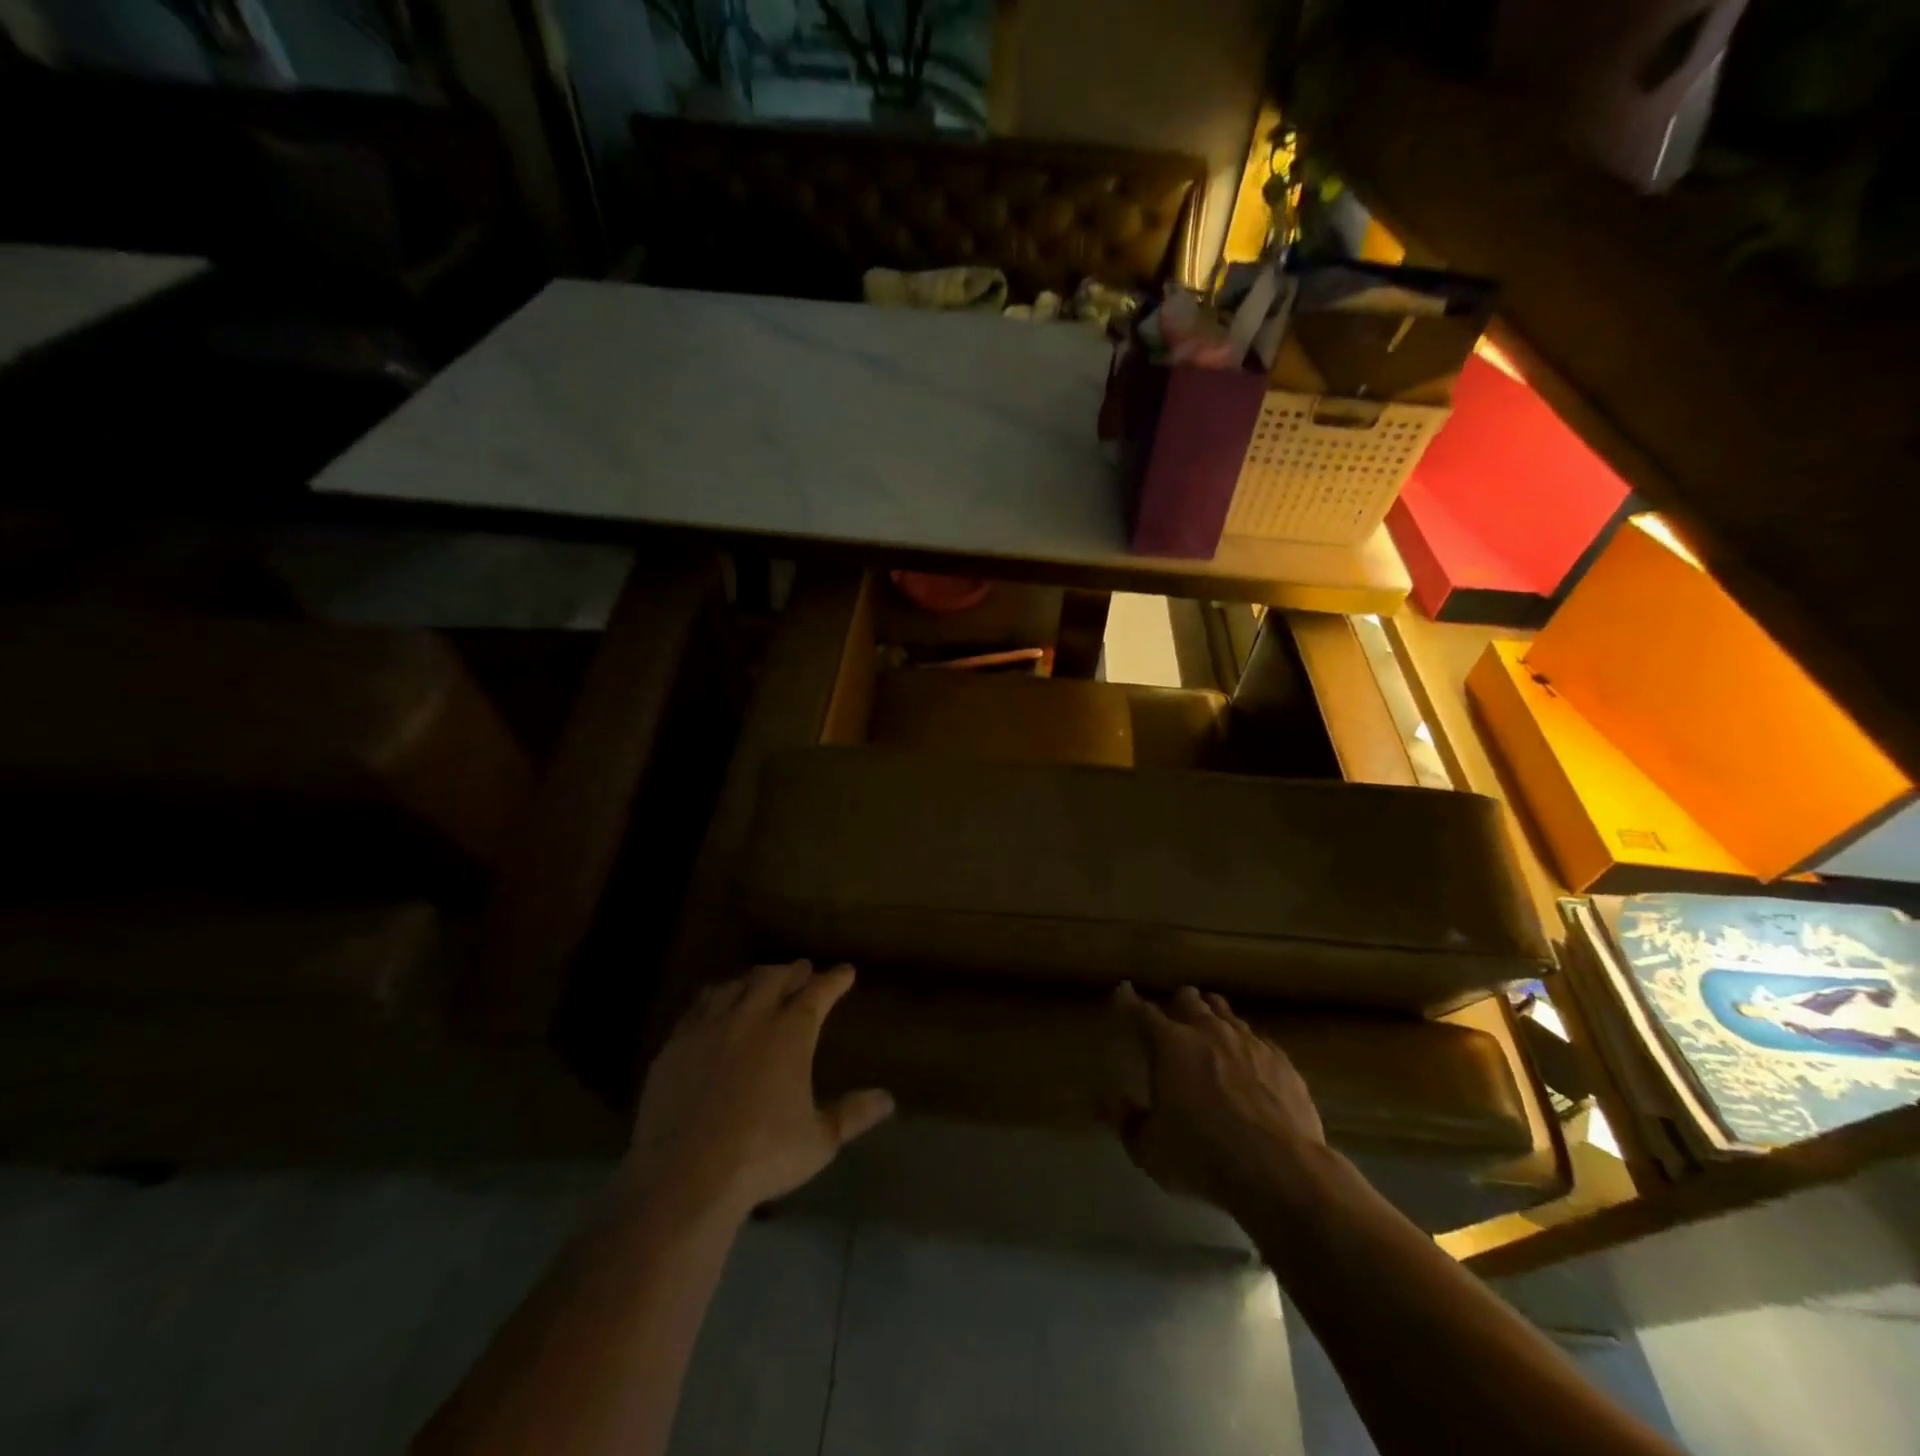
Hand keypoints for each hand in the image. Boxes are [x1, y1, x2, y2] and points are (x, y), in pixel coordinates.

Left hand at [625, 962, 893, 1219]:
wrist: (685, 1176)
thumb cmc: (762, 1157)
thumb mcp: (819, 1141)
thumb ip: (853, 1115)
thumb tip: (888, 1099)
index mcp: (790, 1034)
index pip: (817, 993)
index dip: (834, 980)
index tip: (845, 972)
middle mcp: (751, 1018)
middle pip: (774, 978)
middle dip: (793, 971)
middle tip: (802, 970)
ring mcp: (709, 1028)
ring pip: (735, 986)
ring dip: (754, 979)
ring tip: (761, 980)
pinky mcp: (675, 1045)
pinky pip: (699, 1006)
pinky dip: (716, 996)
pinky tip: (715, 1004)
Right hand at [1113, 983, 1324, 1217]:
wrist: (1281, 1172)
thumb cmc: (1203, 1157)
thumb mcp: (1149, 1149)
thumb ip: (1126, 1121)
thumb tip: (1108, 1101)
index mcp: (1170, 1044)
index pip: (1141, 1011)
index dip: (1128, 1000)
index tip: (1123, 991)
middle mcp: (1208, 1030)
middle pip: (1188, 999)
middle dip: (1177, 1004)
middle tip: (1173, 1019)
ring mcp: (1248, 1041)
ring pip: (1224, 1012)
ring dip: (1212, 1016)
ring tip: (1209, 1031)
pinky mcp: (1281, 1060)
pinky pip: (1257, 1038)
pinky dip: (1245, 1044)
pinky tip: (1248, 1062)